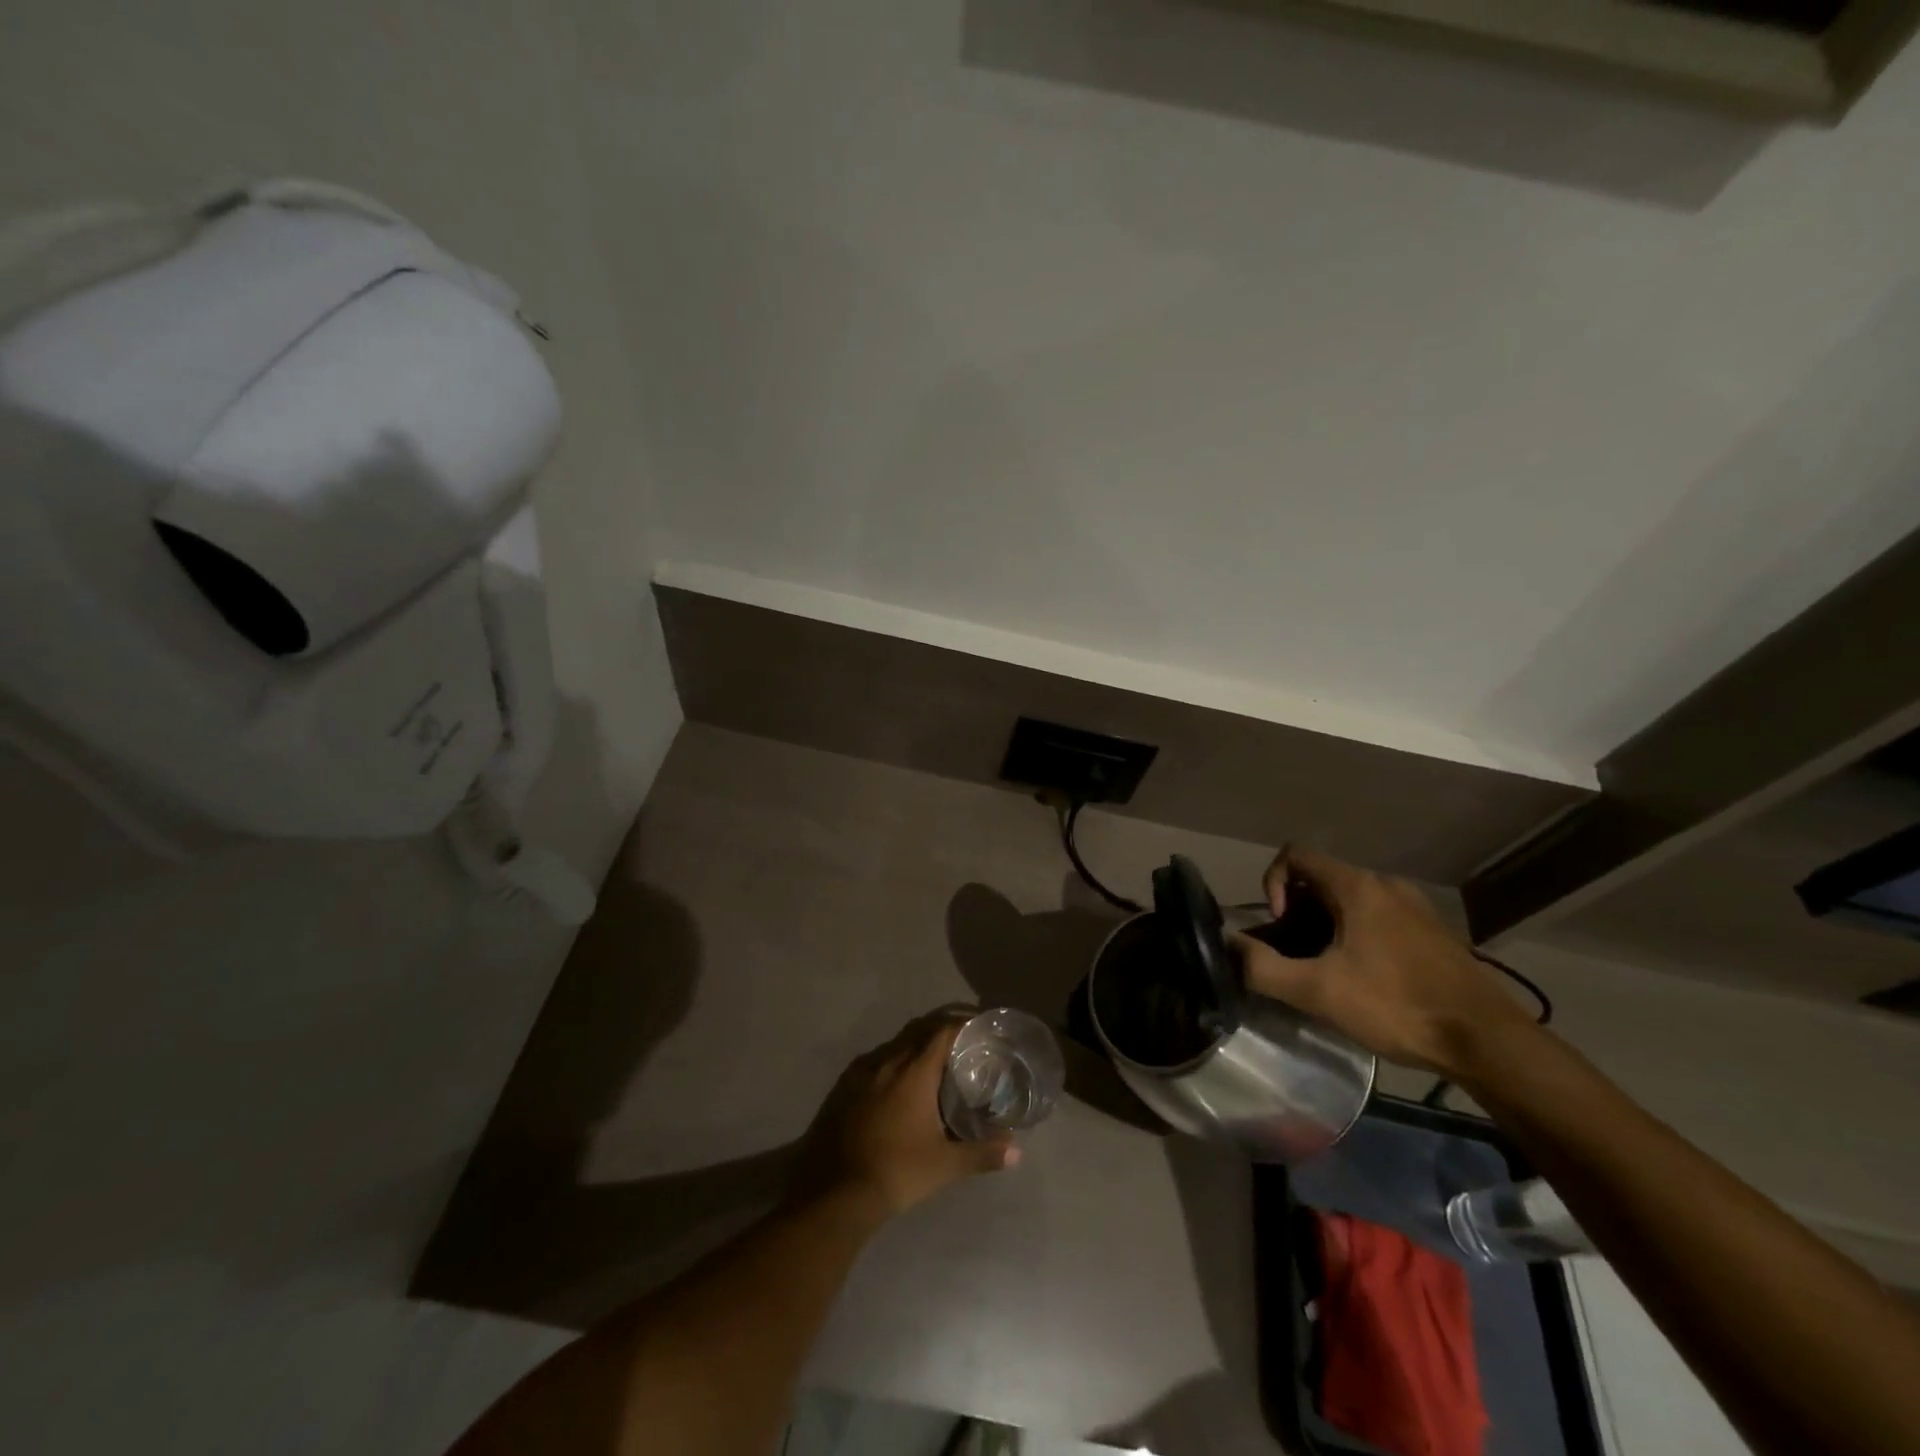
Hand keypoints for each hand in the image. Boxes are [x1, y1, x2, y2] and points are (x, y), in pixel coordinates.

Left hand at [792, 1013, 1019, 1221]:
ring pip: (894, 1047)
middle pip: (918, 1033)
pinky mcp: (842, 1088)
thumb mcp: (945, 1165)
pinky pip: (874, 1063)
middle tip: (961, 1045)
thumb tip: (1017, 1151)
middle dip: (940, 1033)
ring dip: (914, 1048)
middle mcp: (888, 1062)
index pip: (942, 1032)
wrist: (835, 1192)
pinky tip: (896, 1086)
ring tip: (932, 1065)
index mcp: (914, 1072)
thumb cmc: (897, 1171)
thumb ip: (982, 1154)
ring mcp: (861, 1073)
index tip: (978, 1029)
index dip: (961, 1026)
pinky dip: (892, 1064)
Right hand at [1237, 847, 1537, 1076]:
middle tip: (1298, 956)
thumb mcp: (1318, 991)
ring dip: (1326, 927)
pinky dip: (1356, 936)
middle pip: (1321, 879)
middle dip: (1297, 913)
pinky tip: (1366, 981)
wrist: (1487, 1041)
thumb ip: (1262, 967)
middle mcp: (1386, 885)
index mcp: (1357, 887)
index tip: (1279, 926)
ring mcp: (1415, 908)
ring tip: (1328, 972)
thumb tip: (1227, 948)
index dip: (1273, 883)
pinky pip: (1378, 918)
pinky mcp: (1432, 932)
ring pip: (1350, 901)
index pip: (1295, 855)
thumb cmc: (1397, 1005)